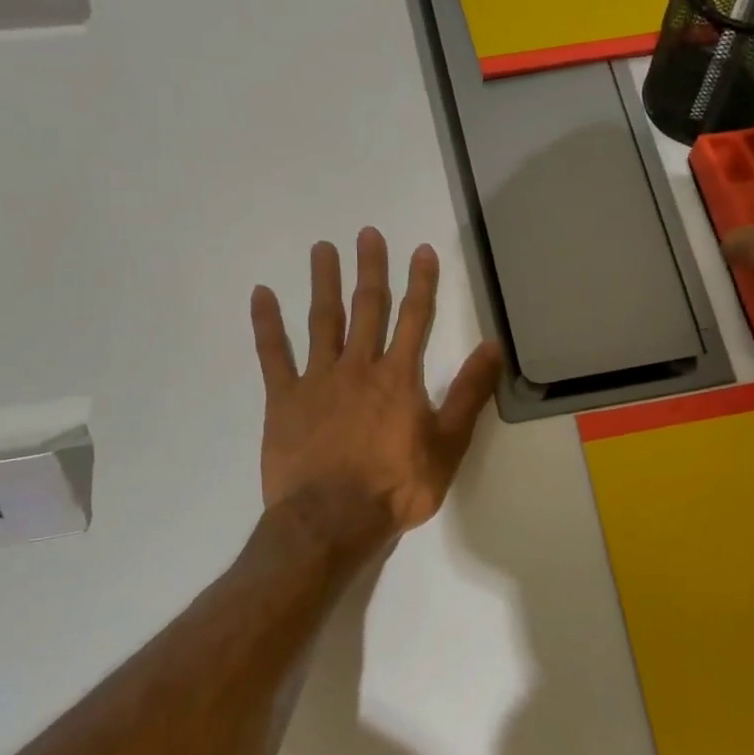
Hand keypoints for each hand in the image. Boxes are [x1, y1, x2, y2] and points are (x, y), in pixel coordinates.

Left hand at [250, 228, 502, 553]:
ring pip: (322, 321)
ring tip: (322, 249)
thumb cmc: (396, 488)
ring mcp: (317, 380)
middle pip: (367, 309)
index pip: (415, 320)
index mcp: (399, 378)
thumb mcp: (448, 445)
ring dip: (323, 283)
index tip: (421, 250)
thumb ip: (469, 394)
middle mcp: (359, 367)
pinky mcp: (283, 399)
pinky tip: (261, 295)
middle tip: (367, 233)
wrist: (333, 520)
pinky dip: (266, 324)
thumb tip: (492, 346)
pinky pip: (272, 355)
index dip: (421, 283)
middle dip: (370, 270)